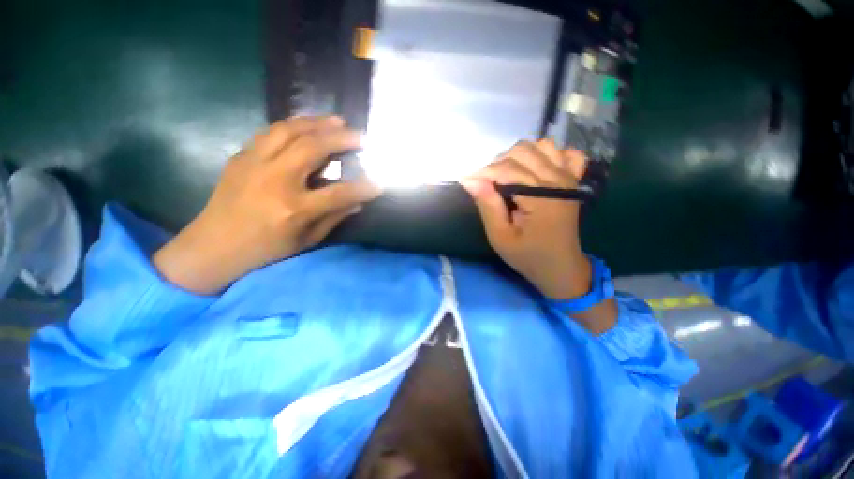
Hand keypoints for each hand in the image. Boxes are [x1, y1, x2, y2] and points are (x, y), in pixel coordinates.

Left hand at [153, 116, 380, 294]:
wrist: (213, 247)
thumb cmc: (265, 250)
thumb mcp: (306, 240)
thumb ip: (334, 218)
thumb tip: (357, 202)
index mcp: (294, 209)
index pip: (339, 193)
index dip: (363, 188)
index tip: (379, 183)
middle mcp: (275, 180)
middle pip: (313, 148)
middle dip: (341, 138)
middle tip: (360, 136)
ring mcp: (254, 164)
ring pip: (289, 130)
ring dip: (317, 123)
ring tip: (337, 120)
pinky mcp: (241, 157)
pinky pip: (270, 132)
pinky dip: (293, 125)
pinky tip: (307, 126)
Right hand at [461, 140, 589, 300]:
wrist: (561, 267)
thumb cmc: (528, 255)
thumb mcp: (500, 237)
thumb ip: (487, 206)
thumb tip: (470, 179)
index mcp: (540, 197)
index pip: (506, 168)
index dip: (483, 172)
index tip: (467, 182)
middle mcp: (557, 179)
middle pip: (522, 151)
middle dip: (498, 164)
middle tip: (488, 185)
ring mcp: (570, 177)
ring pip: (541, 145)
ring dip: (519, 156)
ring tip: (508, 177)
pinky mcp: (574, 180)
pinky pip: (566, 153)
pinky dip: (550, 155)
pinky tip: (537, 170)